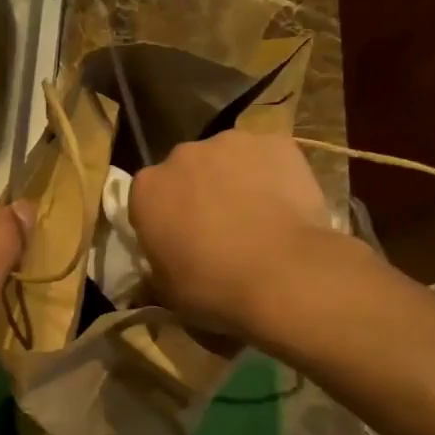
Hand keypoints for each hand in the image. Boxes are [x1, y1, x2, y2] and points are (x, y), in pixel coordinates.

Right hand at [128, 130, 341, 338]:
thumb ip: (158, 269)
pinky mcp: (274, 142)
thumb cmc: (214, 287)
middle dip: (198, 193)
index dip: (164, 221)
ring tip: (258, 218)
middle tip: (221, 230)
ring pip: (228, 159)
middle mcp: (182, 155)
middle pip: (186, 171)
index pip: (148, 199)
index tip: (180, 243)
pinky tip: (287, 206)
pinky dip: (273, 175)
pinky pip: (269, 157)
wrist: (284, 273)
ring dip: (235, 181)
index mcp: (147, 189)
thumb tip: (160, 268)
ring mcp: (230, 143)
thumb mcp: (168, 292)